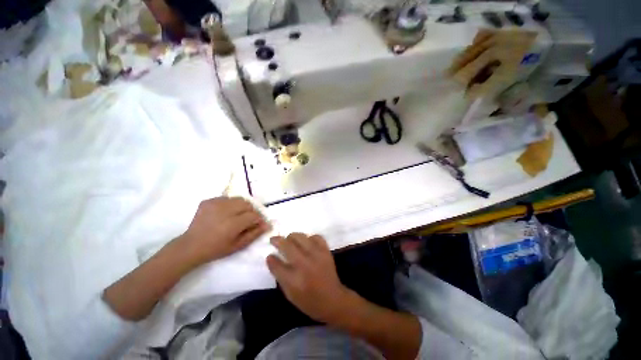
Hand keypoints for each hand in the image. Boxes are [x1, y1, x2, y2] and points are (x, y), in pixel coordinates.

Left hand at [179, 197, 270, 265]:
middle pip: (247, 204)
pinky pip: (226, 198)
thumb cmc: (216, 248)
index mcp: (233, 224)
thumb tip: (267, 224)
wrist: (191, 245)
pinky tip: (225, 213)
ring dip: (241, 206)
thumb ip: (255, 233)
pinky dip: (230, 204)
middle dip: (251, 211)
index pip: (254, 215)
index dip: (258, 219)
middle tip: (247, 220)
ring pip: (238, 199)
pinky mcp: (208, 201)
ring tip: (237, 215)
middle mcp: (225, 210)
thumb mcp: (238, 245)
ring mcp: (215, 204)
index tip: (258, 223)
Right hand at [266, 233, 351, 323]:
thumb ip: (279, 276)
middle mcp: (304, 264)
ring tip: (289, 240)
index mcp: (294, 280)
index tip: (269, 255)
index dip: (271, 258)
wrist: (333, 300)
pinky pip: (315, 236)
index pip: (277, 264)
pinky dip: (309, 237)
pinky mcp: (325, 250)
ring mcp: (316, 255)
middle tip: (274, 240)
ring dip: (292, 237)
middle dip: (277, 240)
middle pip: (287, 245)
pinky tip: (307, 242)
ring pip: (300, 237)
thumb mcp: (290, 294)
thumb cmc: (309, 301)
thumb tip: (271, 259)